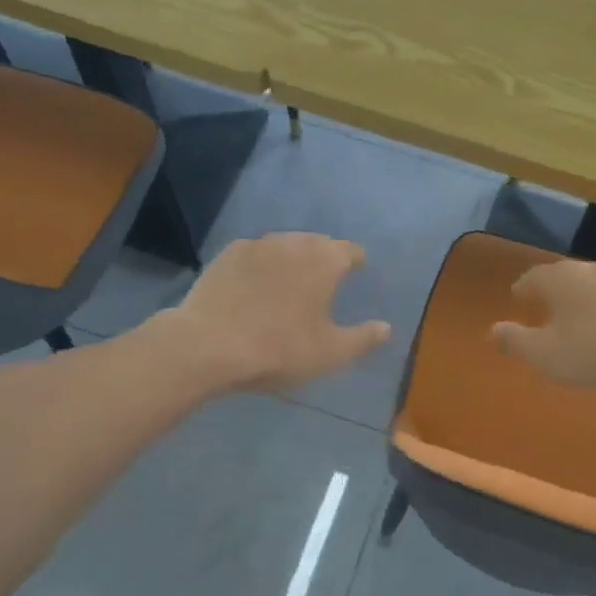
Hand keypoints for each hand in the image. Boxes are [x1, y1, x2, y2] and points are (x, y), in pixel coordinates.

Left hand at [167, 233, 390, 392]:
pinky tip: (256, 284)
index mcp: (324, 261)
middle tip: (325, 278)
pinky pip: (255, 254)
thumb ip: (363, 338)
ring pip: (284, 245)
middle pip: (317, 243)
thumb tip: (387, 327)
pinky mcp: (226, 255)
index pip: (349, 250)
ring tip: (291, 281)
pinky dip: (262, 265)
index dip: (356, 260)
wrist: (208, 345)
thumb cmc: (279, 349)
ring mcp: (256, 245)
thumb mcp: (331, 353)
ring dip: (292, 258)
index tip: (357, 270)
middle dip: (324, 257)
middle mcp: (293, 243)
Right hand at [489, 257, 595, 398]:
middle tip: (544, 305)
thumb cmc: (592, 353)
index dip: (522, 288)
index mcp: (560, 279)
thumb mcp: (543, 354)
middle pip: (564, 276)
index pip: (533, 276)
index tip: (517, 297)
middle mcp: (591, 270)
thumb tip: (492, 330)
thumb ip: (514, 340)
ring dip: (582, 299)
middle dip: (552, 290)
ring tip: (577, 317)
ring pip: (593, 285)